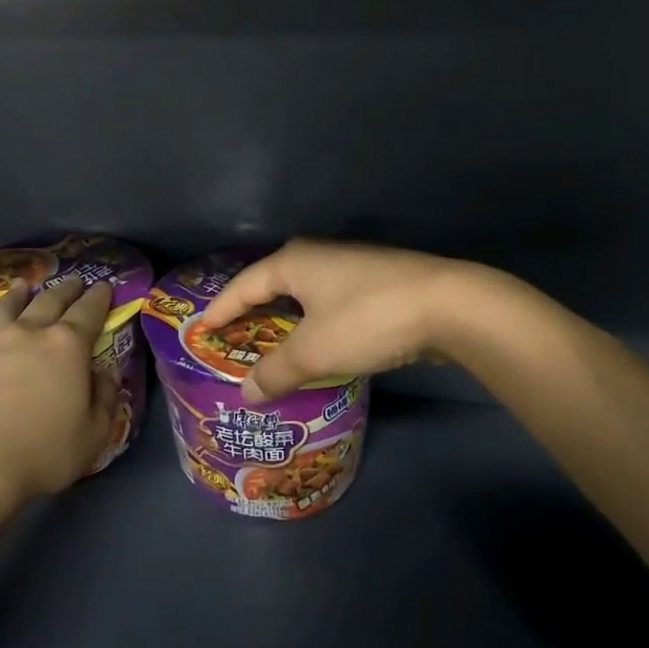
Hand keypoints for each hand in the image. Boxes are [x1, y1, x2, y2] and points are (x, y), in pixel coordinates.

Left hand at [0, 275, 115, 502]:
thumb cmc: (47, 451)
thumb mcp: (96, 431)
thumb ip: (105, 396)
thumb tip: (106, 372)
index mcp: (67, 345)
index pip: (89, 312)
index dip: (99, 297)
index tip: (104, 286)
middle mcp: (29, 334)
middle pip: (49, 301)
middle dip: (65, 289)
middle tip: (73, 282)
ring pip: (4, 309)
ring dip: (15, 295)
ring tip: (21, 285)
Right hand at [199, 239, 488, 402]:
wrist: (449, 305)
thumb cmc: (367, 320)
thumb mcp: (314, 352)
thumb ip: (275, 371)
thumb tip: (245, 392)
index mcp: (293, 262)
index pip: (242, 286)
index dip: (219, 310)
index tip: (199, 330)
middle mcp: (317, 255)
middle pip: (271, 284)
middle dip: (251, 312)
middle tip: (231, 338)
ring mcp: (349, 265)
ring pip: (303, 293)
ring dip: (285, 319)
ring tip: (269, 344)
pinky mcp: (375, 281)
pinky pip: (328, 302)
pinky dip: (313, 322)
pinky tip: (315, 342)